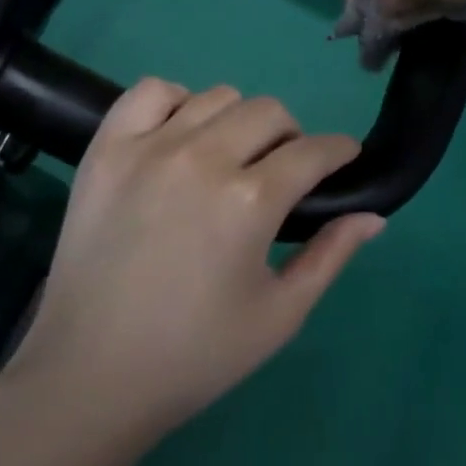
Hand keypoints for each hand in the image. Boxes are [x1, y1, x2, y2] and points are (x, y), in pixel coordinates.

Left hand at [1, 80, 385, 438]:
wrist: (91, 373)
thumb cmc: (195, 355)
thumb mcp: (279, 315)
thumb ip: (330, 256)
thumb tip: (373, 216)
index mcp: (249, 201)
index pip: (314, 152)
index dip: (340, 150)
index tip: (344, 157)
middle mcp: (202, 158)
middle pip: (268, 112)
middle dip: (292, 136)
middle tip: (283, 172)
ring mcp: (147, 147)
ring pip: (215, 97)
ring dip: (238, 120)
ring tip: (231, 157)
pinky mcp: (105, 150)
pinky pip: (149, 93)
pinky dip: (174, 101)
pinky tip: (179, 136)